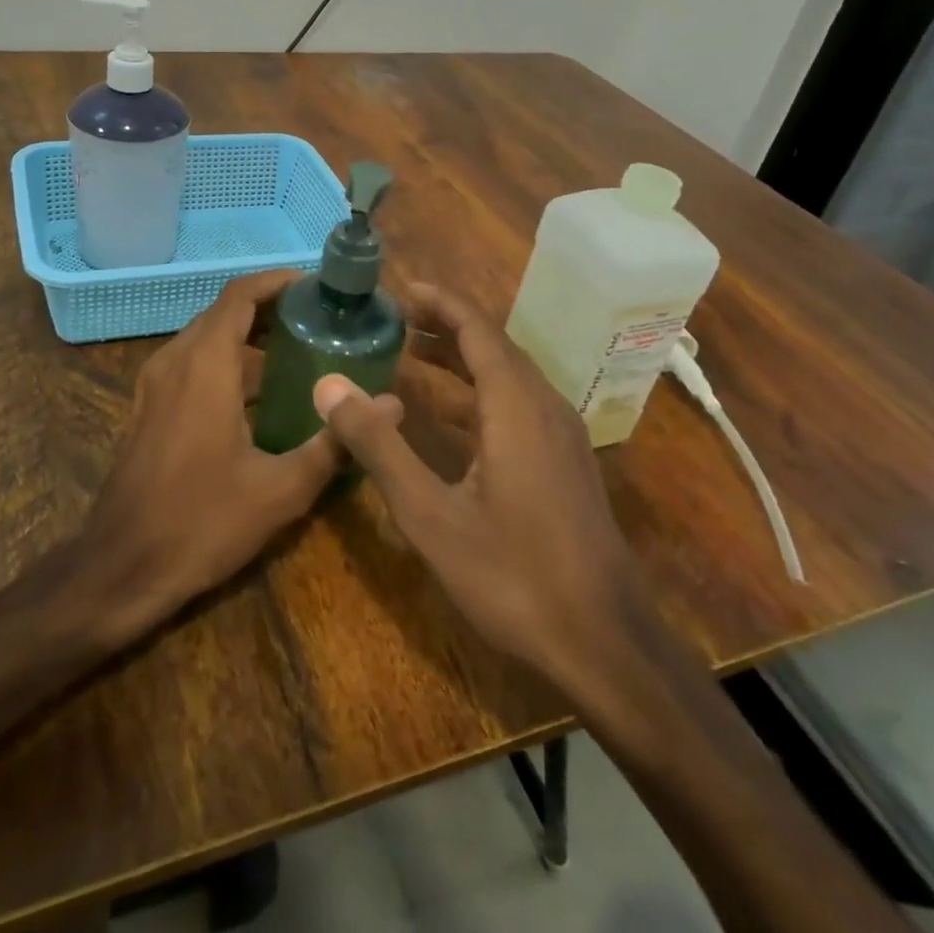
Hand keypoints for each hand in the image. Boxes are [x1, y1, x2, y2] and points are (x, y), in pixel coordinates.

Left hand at [83, 270, 397, 641]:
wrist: (121, 568)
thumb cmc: (202, 522)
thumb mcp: (280, 489)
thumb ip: (335, 443)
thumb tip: (392, 407)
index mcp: (205, 365)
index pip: (240, 295)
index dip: (277, 282)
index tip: (316, 287)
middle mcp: (175, 361)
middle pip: (223, 312)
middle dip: (270, 309)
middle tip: (318, 321)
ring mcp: (154, 384)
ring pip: (205, 338)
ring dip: (247, 336)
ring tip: (298, 352)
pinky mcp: (147, 407)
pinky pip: (191, 363)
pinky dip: (226, 360)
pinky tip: (259, 395)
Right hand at [313, 284, 636, 692]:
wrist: (605, 644)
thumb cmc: (513, 575)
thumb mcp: (430, 514)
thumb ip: (379, 446)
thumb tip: (328, 386)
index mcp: (516, 405)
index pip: (477, 330)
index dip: (440, 303)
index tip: (401, 288)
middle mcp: (544, 407)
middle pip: (493, 346)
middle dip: (445, 327)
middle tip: (395, 319)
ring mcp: (561, 436)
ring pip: (508, 376)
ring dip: (463, 359)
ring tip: (413, 353)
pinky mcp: (565, 463)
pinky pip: (518, 404)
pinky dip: (479, 391)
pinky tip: (452, 415)